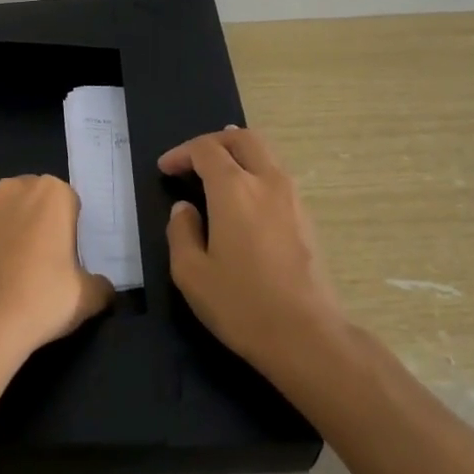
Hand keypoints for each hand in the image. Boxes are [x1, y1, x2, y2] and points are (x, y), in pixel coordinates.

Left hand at [0, 175, 114, 357]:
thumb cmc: (43, 295)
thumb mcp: (88, 296)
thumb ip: (101, 286)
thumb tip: (103, 288)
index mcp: (53, 192)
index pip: (72, 203)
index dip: (75, 230)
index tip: (76, 257)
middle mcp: (18, 189)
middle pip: (41, 203)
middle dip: (47, 224)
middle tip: (55, 263)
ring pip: (15, 217)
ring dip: (22, 234)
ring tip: (29, 274)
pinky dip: (1, 250)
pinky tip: (6, 280)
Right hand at [159, 127, 342, 373]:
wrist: (307, 335)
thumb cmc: (241, 304)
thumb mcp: (191, 273)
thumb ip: (181, 232)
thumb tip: (185, 209)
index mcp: (234, 189)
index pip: (205, 150)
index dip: (182, 153)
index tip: (166, 169)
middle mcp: (267, 182)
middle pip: (244, 138)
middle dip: (215, 140)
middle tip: (194, 158)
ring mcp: (293, 198)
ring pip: (266, 154)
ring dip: (239, 154)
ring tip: (219, 169)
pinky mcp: (307, 217)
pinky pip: (278, 176)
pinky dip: (257, 172)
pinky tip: (245, 197)